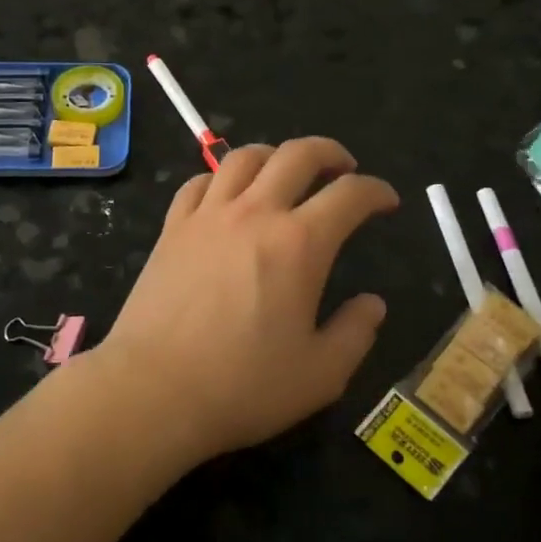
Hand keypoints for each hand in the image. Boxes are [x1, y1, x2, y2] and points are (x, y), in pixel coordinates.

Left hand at [94, 138, 399, 464]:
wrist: (154, 388)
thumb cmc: (243, 386)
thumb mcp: (320, 374)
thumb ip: (355, 332)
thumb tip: (373, 303)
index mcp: (300, 244)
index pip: (350, 195)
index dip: (376, 191)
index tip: (386, 201)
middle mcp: (255, 214)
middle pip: (297, 154)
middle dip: (329, 152)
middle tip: (343, 169)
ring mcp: (208, 215)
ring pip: (244, 157)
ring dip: (274, 155)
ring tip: (285, 172)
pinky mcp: (173, 227)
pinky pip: (199, 181)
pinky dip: (222, 178)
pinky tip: (228, 195)